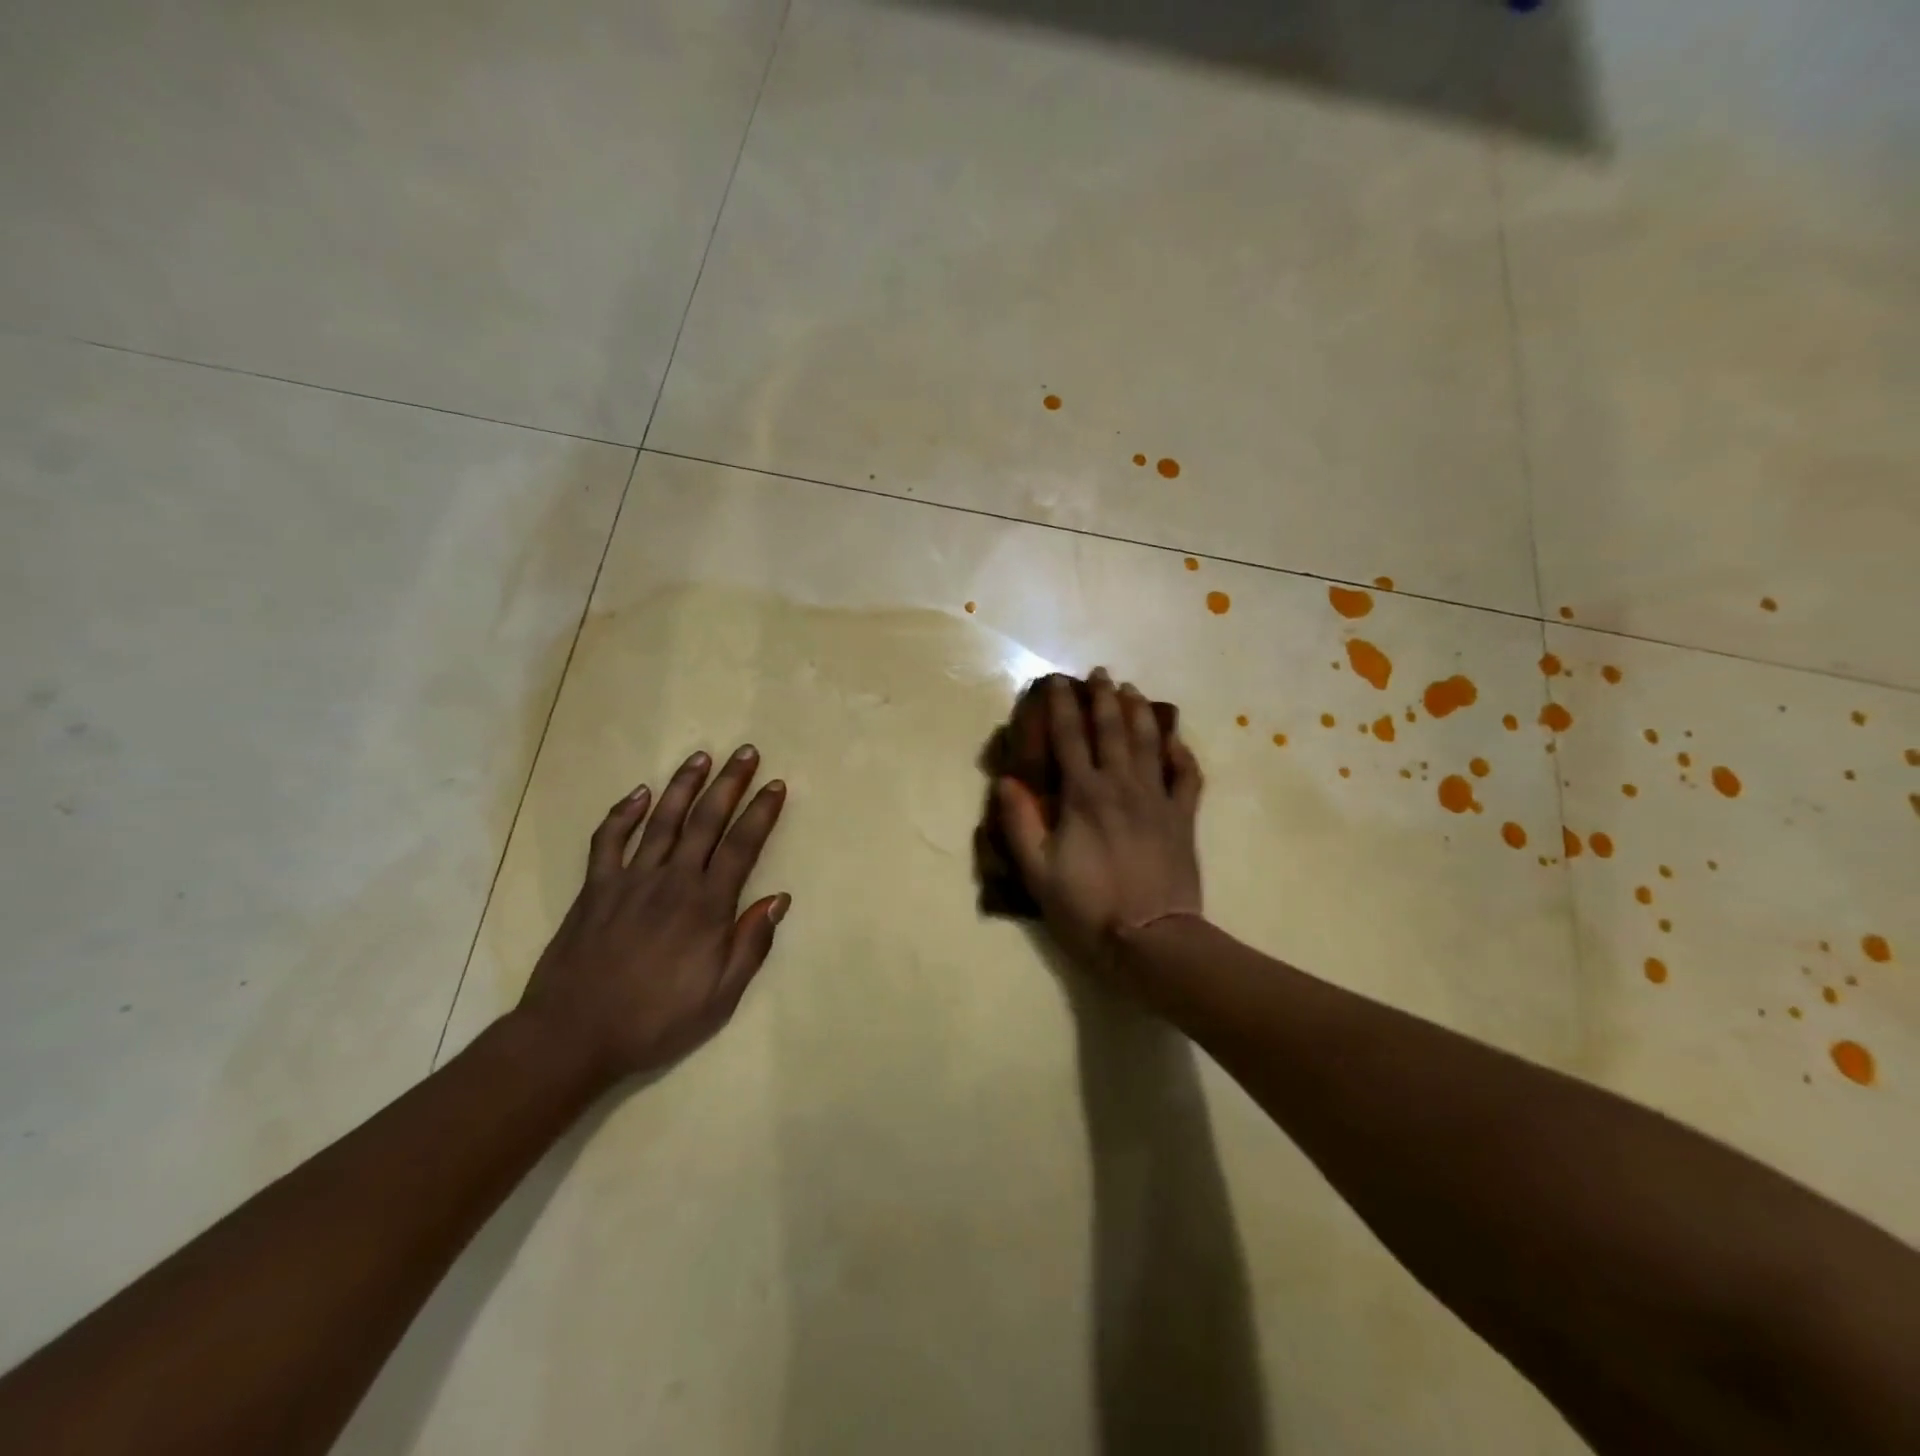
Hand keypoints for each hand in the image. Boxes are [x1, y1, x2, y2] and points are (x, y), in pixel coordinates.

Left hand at [514, 744, 788, 1084]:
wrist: (574, 1034)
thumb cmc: (655, 1019)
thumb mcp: (720, 996)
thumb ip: (751, 944)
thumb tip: (779, 898)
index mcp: (707, 906)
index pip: (742, 846)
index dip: (761, 812)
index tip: (776, 785)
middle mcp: (672, 880)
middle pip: (706, 821)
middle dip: (729, 783)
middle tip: (745, 752)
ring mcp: (630, 879)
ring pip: (662, 820)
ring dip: (683, 785)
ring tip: (701, 756)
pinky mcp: (596, 888)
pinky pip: (609, 840)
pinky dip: (623, 813)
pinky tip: (638, 793)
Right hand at [997, 670, 1203, 974]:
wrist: (1151, 941)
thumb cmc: (1087, 908)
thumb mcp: (1038, 872)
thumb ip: (1020, 823)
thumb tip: (1007, 781)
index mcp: (1084, 796)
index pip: (1069, 738)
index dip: (1061, 707)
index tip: (1056, 682)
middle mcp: (1121, 786)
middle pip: (1112, 730)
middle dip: (1103, 697)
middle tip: (1100, 673)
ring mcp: (1157, 800)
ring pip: (1150, 743)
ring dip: (1139, 712)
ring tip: (1131, 690)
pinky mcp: (1183, 819)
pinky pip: (1186, 776)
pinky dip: (1181, 753)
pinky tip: (1176, 739)